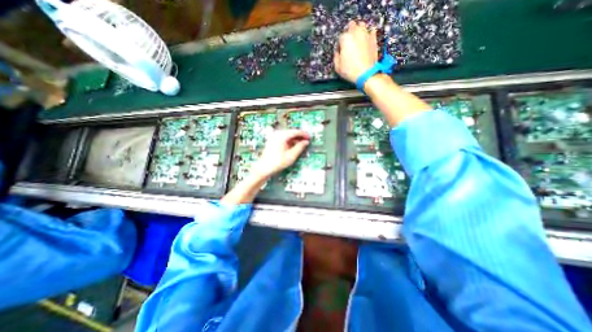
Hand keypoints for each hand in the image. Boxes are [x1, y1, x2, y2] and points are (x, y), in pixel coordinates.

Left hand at [252, 130, 310, 179]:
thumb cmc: (278, 162)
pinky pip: (283, 138)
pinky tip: (293, 146)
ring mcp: (274, 137)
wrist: (264, 168)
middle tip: (306, 141)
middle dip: (299, 136)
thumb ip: (300, 147)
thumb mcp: (291, 156)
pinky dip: (289, 141)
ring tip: (301, 144)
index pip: (295, 132)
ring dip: (295, 139)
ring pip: (287, 135)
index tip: (310, 138)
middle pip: (291, 132)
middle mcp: (277, 134)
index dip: (303, 134)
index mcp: (282, 136)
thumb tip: (306, 142)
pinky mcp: (272, 141)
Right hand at [333, 21, 378, 84]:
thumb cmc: (350, 71)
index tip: (340, 51)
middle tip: (348, 42)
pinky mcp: (374, 39)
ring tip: (357, 38)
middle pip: (351, 26)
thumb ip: (336, 57)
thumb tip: (337, 53)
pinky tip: (367, 39)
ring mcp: (366, 35)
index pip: (340, 38)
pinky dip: (369, 33)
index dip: (340, 45)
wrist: (366, 73)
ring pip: (362, 25)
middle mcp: (356, 33)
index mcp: (345, 39)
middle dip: (349, 32)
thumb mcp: (337, 67)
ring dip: (359, 30)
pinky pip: (372, 31)